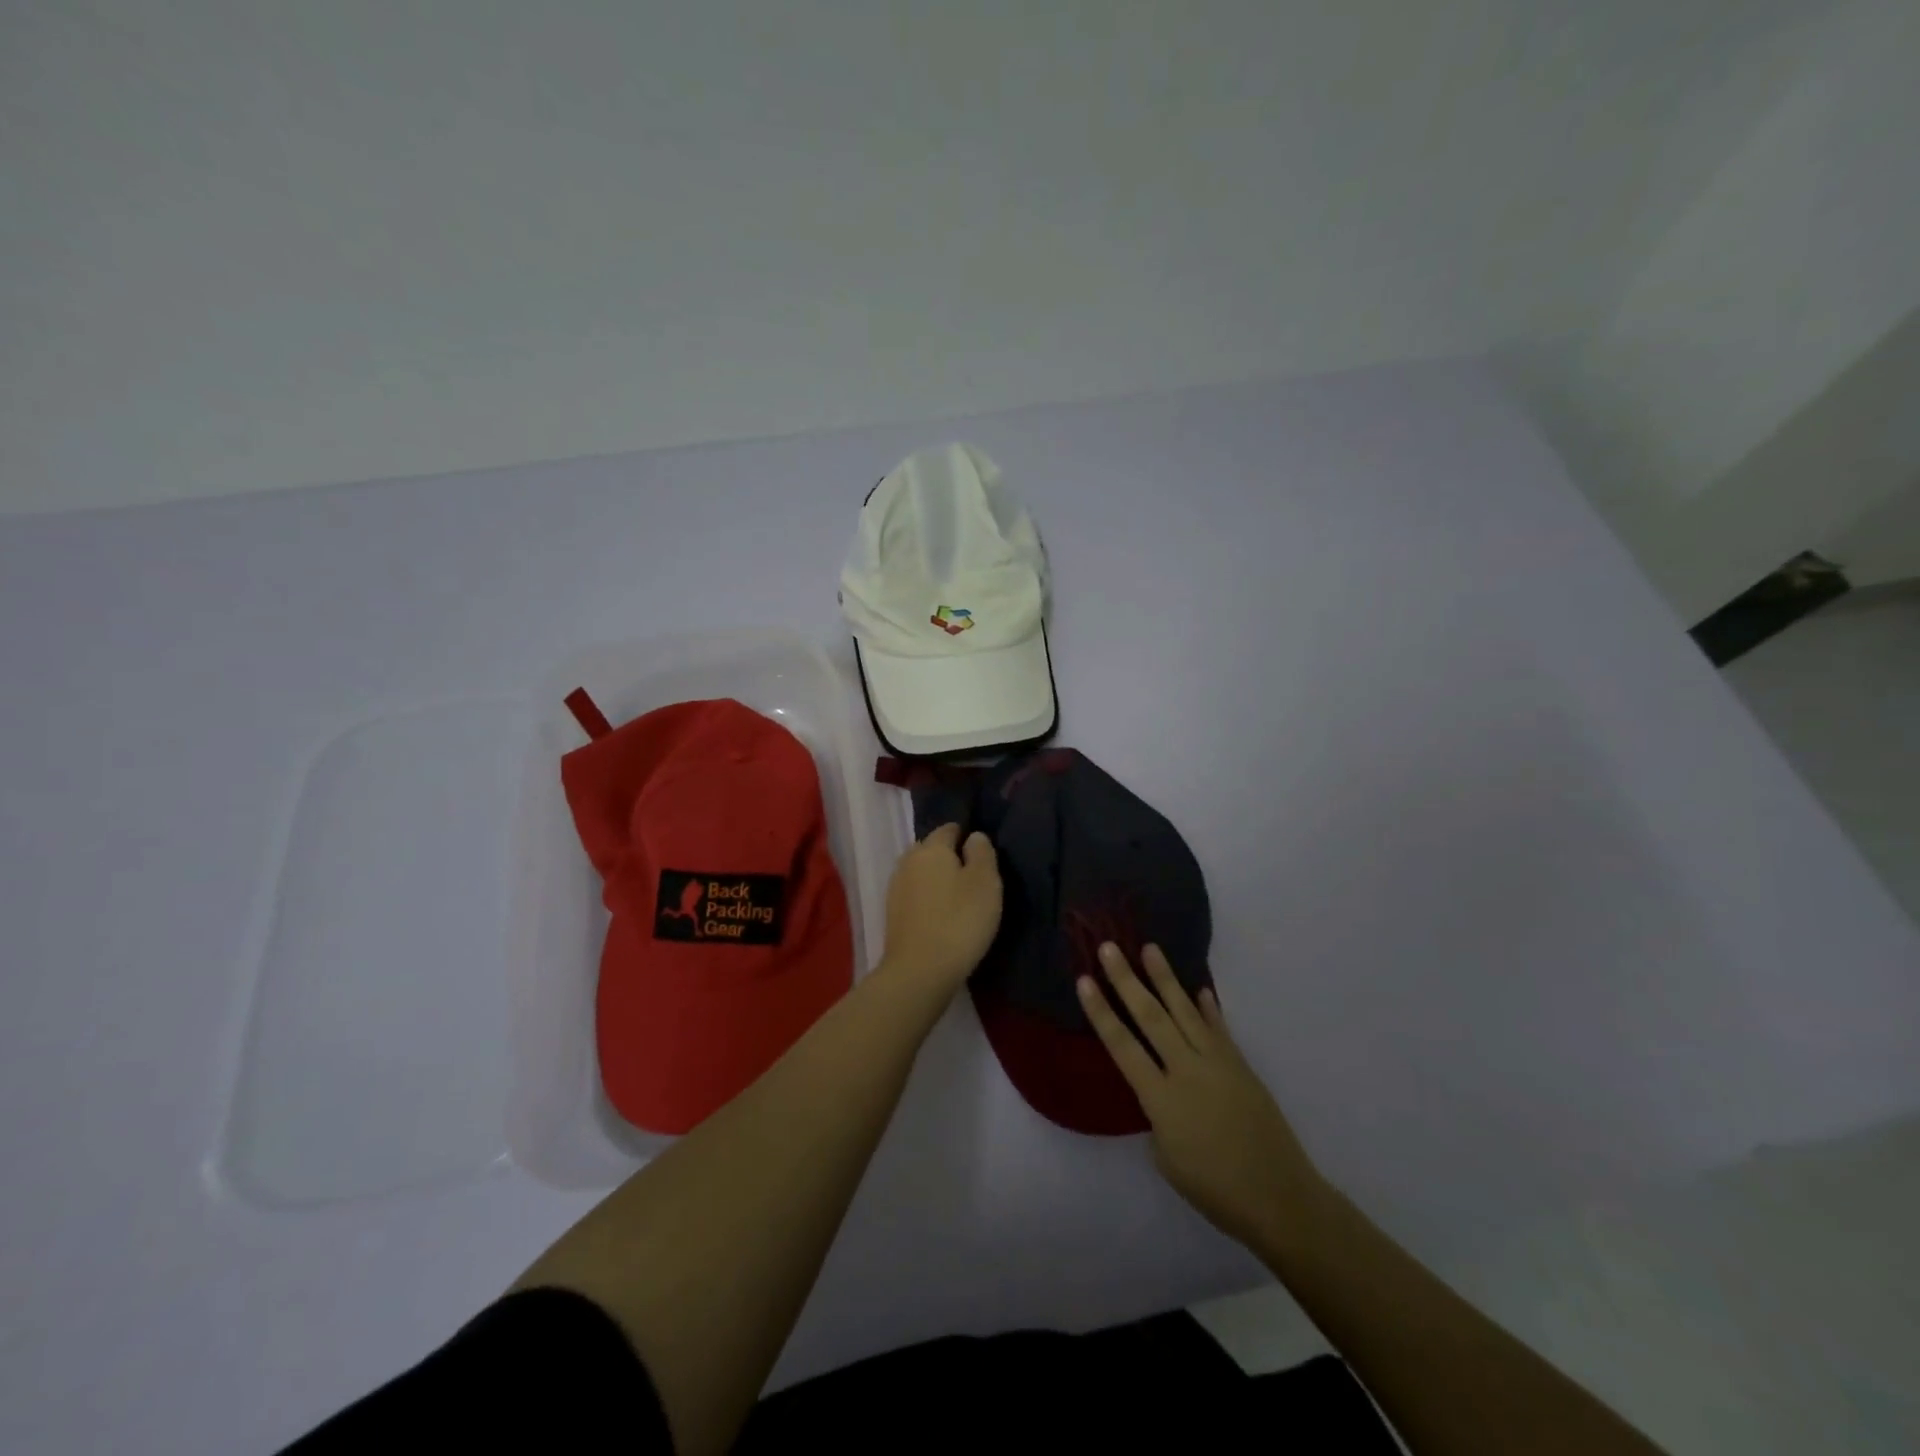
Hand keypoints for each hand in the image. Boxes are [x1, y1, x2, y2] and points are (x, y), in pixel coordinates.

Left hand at [877, 824, 1001, 996]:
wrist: (919, 971)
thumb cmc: (960, 920)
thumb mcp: (985, 882)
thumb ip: (982, 853)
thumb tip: (974, 836)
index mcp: (931, 847)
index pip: (949, 829)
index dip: (967, 836)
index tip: (983, 855)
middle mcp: (908, 861)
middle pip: (932, 850)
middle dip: (950, 858)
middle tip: (974, 878)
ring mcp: (896, 888)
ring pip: (921, 873)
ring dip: (938, 880)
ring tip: (960, 899)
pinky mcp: (892, 914)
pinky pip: (915, 895)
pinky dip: (928, 900)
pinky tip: (942, 916)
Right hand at [1078, 944, 1327, 1251]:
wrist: (1279, 1197)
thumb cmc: (1214, 1190)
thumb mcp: (1167, 1159)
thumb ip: (1156, 1117)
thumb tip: (1160, 1093)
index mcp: (1161, 1099)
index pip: (1122, 1046)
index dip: (1101, 1012)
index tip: (1083, 981)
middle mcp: (1187, 1071)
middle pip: (1151, 1017)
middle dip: (1127, 980)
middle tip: (1110, 947)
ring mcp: (1217, 1063)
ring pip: (1185, 1011)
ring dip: (1166, 978)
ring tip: (1151, 948)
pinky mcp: (1241, 1065)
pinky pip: (1219, 1028)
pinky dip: (1208, 1007)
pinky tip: (1200, 988)